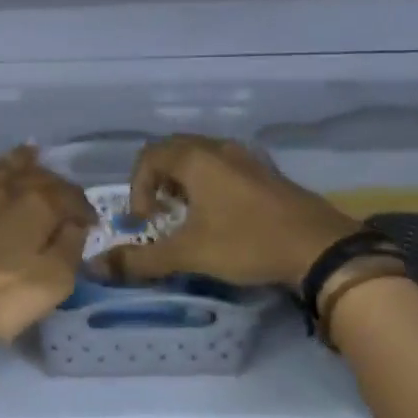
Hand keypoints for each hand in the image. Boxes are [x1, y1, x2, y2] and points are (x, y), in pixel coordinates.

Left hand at [0, 145, 96, 342]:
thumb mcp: (53, 283)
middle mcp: (5, 190)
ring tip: (29, 151)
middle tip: (62, 189)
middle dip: (53, 180)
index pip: (69, 197)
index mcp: (38, 207)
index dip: (83, 208)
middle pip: (35, 176)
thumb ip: (70, 249)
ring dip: (16, 159)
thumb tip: (75, 225)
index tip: (91, 222)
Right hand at [108, 135, 359, 288]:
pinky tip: (220, 218)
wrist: (319, 248)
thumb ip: (140, 260)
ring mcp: (247, 159)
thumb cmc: (246, 243)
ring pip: (201, 158)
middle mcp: (220, 149)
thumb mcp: (188, 254)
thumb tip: (97, 268)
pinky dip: (209, 186)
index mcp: (196, 159)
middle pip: (173, 151)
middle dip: (158, 182)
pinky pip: (224, 168)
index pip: (148, 157)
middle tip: (160, 215)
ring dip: (184, 183)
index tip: (146, 222)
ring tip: (186, 217)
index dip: (137, 189)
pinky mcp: (266, 174)